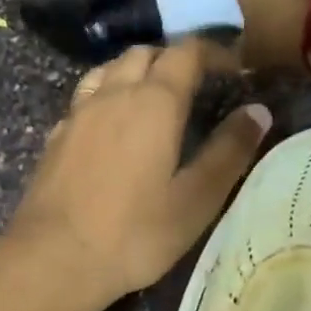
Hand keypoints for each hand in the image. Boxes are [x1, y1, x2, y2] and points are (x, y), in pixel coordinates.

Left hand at [7, 40, 271, 310]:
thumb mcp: (196, 199)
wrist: (53, 257)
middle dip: (173, 58)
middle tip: (196, 84)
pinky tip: (111, 126)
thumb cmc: (135, 233)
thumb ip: (229, 151)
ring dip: (135, 71)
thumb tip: (257, 111)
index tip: (233, 68)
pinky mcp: (55, 136)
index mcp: (154, 102)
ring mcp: (78, 113)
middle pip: (143, 54)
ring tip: (153, 97)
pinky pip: (85, 98)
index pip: (186, 53)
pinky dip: (106, 96)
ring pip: (108, 70)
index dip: (213, 52)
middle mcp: (113, 94)